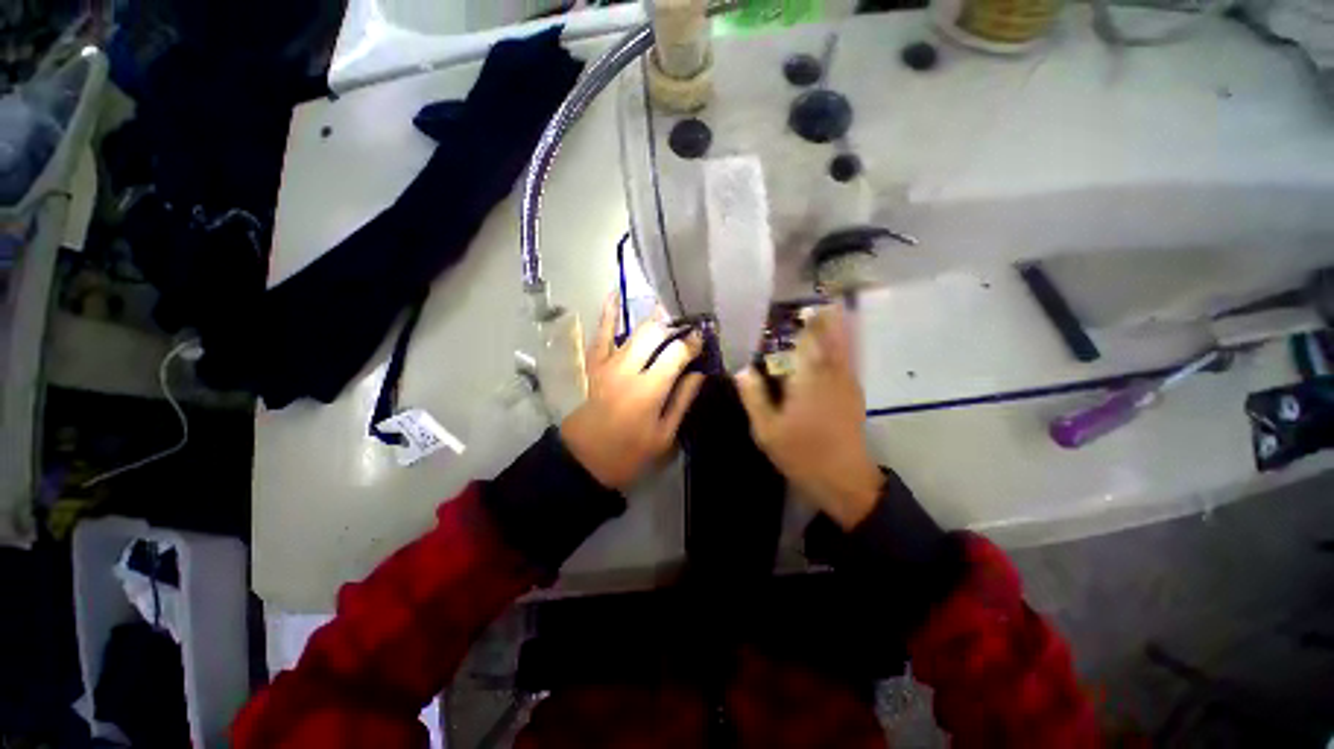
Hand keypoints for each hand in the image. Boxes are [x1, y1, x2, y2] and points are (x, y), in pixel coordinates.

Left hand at [561, 295, 705, 490]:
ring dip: (653, 318)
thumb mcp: (664, 436)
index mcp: (648, 390)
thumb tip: (699, 373)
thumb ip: (682, 401)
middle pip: (655, 333)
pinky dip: (607, 313)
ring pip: (634, 330)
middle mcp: (628, 369)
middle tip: (688, 327)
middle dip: (675, 326)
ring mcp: (607, 364)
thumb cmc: (628, 454)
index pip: (676, 353)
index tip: (703, 339)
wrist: (583, 460)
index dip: (693, 343)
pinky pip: (600, 334)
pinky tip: (614, 294)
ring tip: (668, 309)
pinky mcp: (593, 365)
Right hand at [735, 303, 883, 528]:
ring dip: (838, 325)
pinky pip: (850, 359)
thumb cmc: (801, 453)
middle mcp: (830, 373)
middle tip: (817, 299)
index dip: (802, 321)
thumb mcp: (766, 429)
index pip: (804, 340)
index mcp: (807, 379)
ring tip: (832, 307)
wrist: (843, 478)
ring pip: (844, 345)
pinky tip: (841, 340)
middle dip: (824, 316)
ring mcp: (847, 382)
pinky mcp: (854, 393)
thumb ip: (754, 396)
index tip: (796, 304)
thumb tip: (742, 370)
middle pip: (829, 336)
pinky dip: (847, 343)